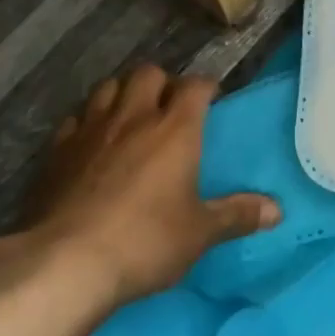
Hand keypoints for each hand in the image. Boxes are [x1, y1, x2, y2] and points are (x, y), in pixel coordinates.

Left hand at [0, 64, 279, 308]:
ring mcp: (90, 129)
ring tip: (130, 116)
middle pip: (148, 73)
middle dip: (161, 83)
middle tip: (168, 108)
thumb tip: (277, 210)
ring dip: (122, 94)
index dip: (206, 87)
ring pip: (107, 87)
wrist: (66, 262)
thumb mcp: (200, 233)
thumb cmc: (145, 242)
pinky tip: (91, 142)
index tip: (212, 98)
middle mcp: (133, 117)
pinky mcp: (57, 149)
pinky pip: (75, 118)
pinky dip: (87, 121)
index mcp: (174, 129)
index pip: (195, 86)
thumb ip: (237, 215)